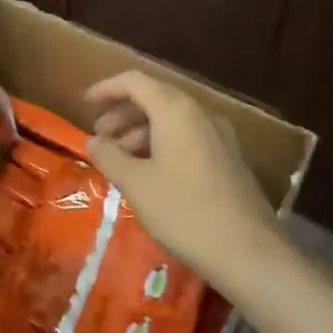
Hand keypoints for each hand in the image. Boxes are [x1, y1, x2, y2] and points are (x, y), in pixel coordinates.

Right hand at [84, 70, 281, 287]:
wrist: (247, 250)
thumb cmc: (183, 210)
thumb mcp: (136, 184)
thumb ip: (110, 156)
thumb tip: (94, 140)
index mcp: (175, 110)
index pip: (135, 81)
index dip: (107, 88)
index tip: (85, 102)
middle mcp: (200, 113)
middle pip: (155, 98)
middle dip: (123, 113)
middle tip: (100, 137)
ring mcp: (219, 135)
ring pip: (172, 120)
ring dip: (141, 132)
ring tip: (121, 160)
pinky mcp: (228, 157)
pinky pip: (188, 137)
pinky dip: (163, 144)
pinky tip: (151, 173)